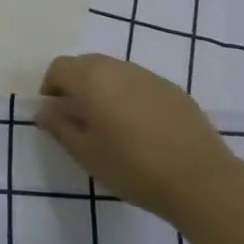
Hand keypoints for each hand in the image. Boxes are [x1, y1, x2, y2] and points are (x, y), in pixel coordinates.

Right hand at [37, 54, 239, 222]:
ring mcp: (148, 75)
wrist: (200, 178)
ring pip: (114, 72)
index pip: (59, 67)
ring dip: (104, 90)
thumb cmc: (133, 167)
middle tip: (79, 120)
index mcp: (92, 78)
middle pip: (86, 64)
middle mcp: (118, 67)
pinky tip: (141, 130)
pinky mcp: (172, 88)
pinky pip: (139, 84)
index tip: (54, 114)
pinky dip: (130, 97)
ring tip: (111, 126)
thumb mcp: (86, 154)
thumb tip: (44, 109)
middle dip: (76, 86)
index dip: (50, 87)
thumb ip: (60, 127)